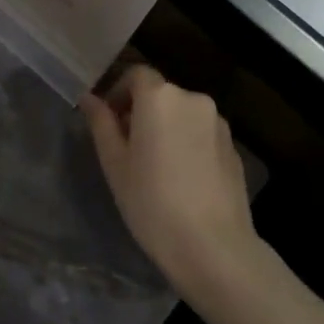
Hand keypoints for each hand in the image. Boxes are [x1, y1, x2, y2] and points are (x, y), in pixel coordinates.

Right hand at [81, 66, 257, 297]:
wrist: (214, 249)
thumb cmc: (152, 202)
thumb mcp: (115, 163)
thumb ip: (101, 123)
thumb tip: (89, 98)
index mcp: (159, 96)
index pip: (135, 74)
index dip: (119, 92)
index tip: (109, 121)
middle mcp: (192, 99)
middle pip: (160, 94)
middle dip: (141, 112)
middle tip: (127, 148)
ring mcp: (218, 123)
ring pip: (182, 114)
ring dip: (166, 127)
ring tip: (156, 167)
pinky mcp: (234, 148)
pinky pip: (201, 134)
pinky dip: (187, 144)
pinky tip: (182, 180)